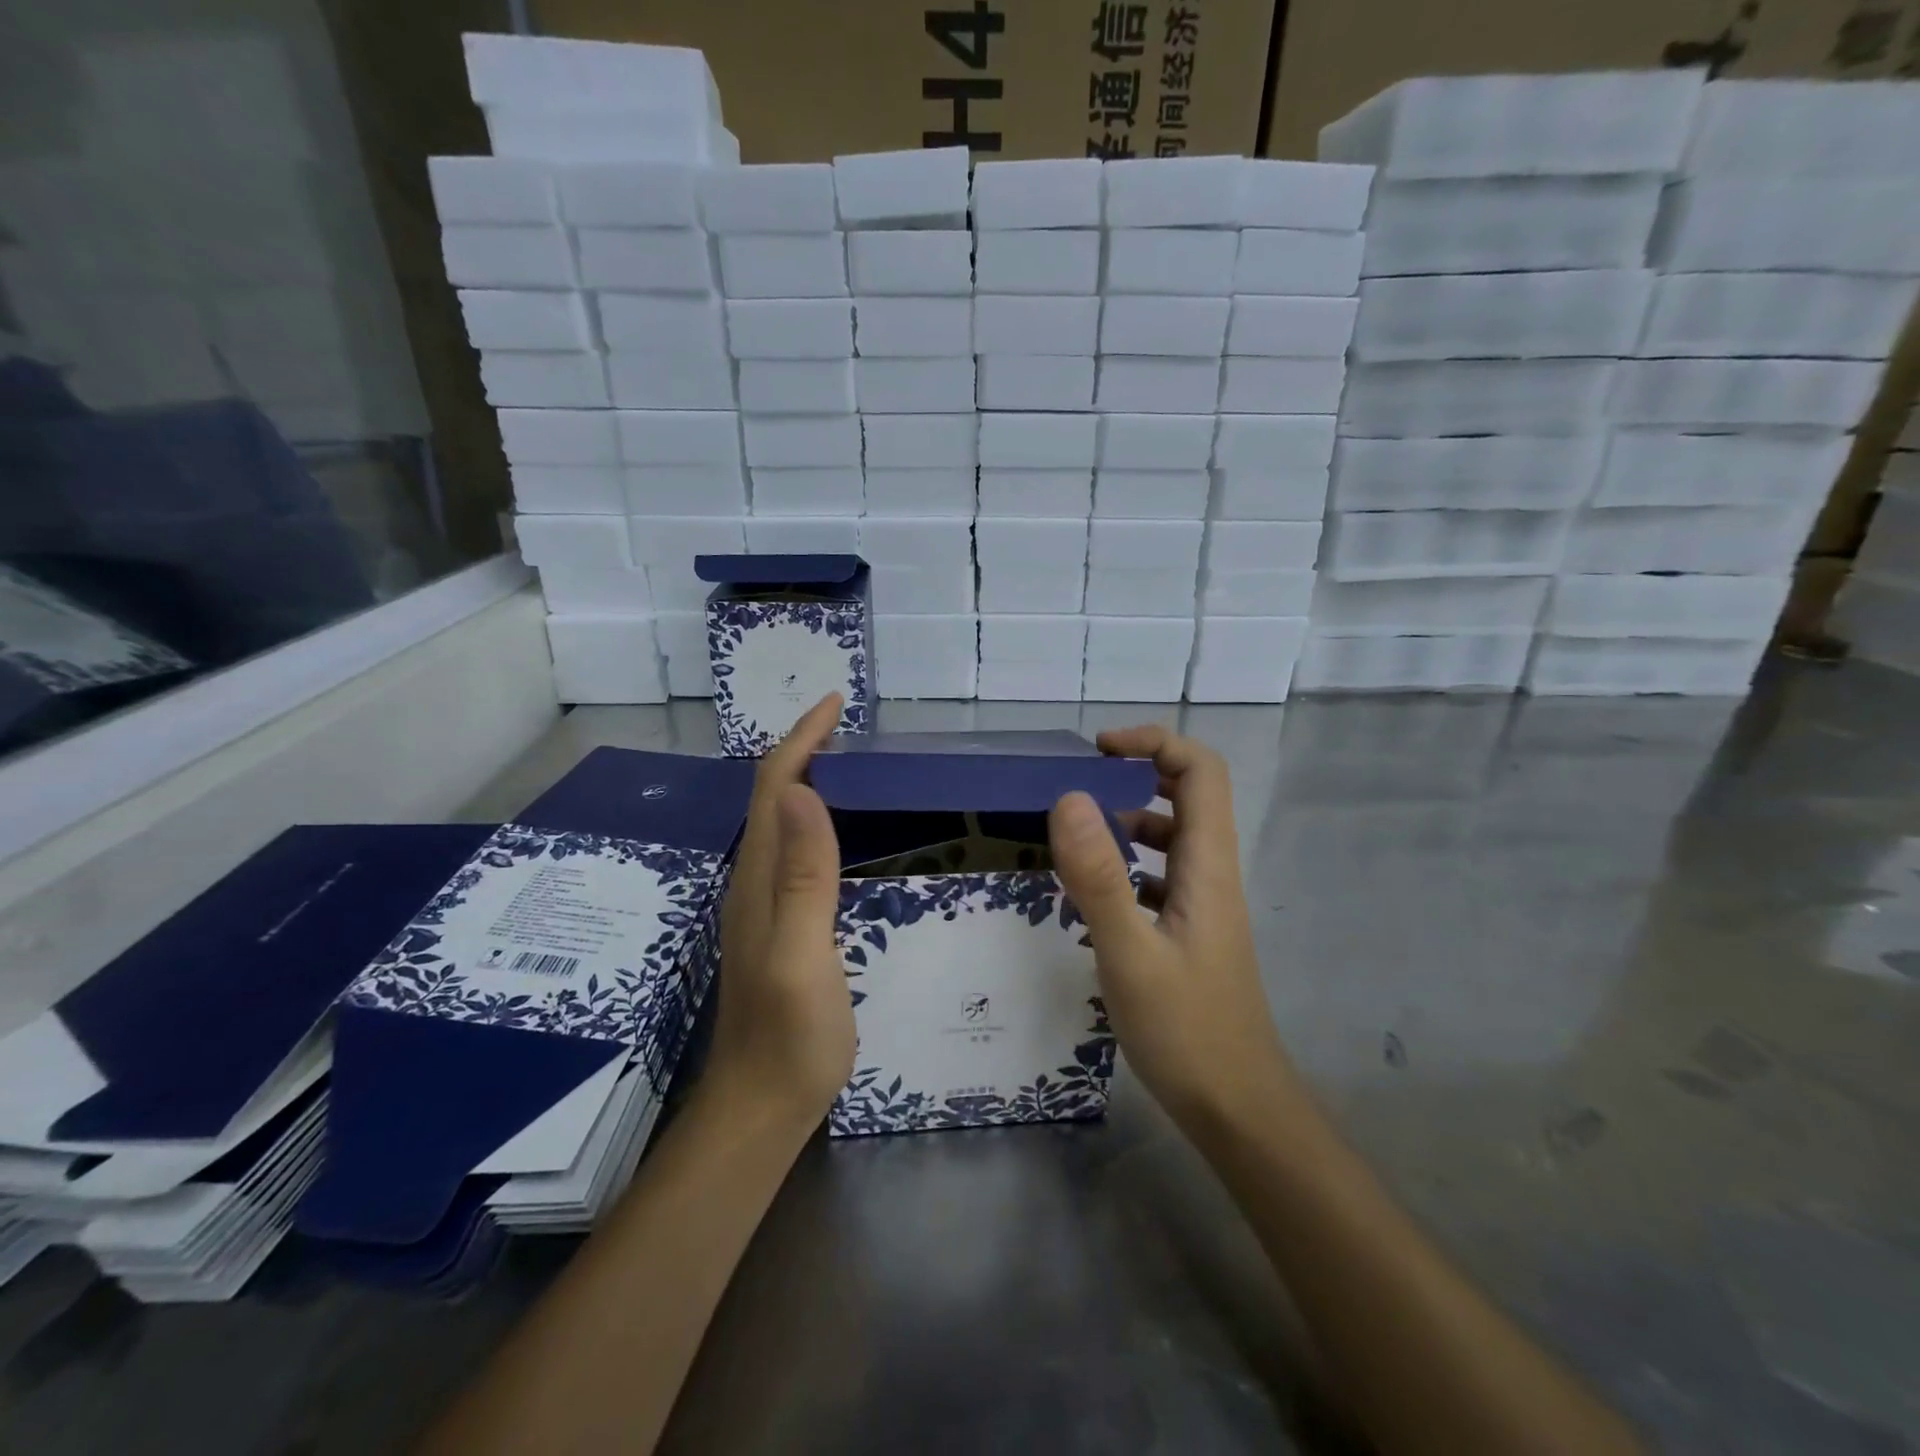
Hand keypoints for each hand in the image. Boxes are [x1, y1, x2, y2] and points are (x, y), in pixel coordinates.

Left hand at [710, 695, 853, 1125]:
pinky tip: (839, 828)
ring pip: (780, 821)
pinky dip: (813, 818)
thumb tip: (806, 792)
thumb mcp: (802, 953)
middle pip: (772, 796)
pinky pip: (793, 851)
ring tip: (846, 758)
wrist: (762, 1105)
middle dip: (802, 748)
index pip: (775, 787)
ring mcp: (764, 904)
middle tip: (846, 722)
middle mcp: (755, 880)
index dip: (801, 740)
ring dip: (806, 778)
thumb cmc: (791, 1035)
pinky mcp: (779, 924)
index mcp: (760, 878)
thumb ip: (804, 876)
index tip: (835, 704)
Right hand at [1048, 725, 1294, 1134]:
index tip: (1099, 751)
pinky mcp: (1189, 932)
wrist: (1237, 1108)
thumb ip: (1099, 876)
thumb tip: (1069, 796)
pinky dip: (1126, 865)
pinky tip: (1090, 892)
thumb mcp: (1130, 954)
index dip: (1154, 743)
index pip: (1200, 771)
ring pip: (1171, 837)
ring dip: (1128, 820)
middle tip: (1080, 784)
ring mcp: (1202, 905)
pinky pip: (1158, 876)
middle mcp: (1211, 874)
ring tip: (1075, 834)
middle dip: (1137, 773)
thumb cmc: (1186, 1031)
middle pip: (1189, 794)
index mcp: (1207, 865)